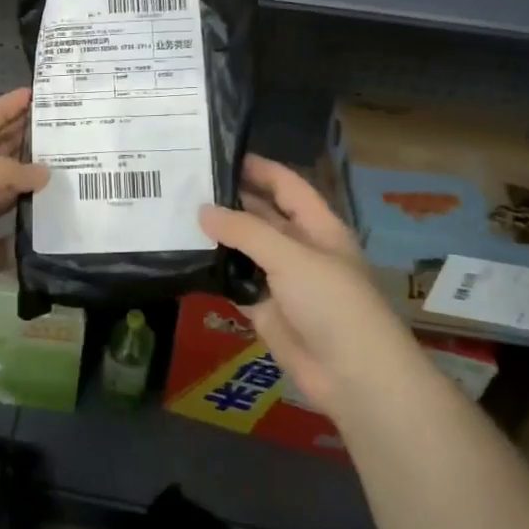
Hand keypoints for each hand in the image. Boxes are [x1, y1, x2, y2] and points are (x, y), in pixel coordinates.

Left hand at [0, 88, 47, 343]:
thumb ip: (4, 172)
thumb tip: (42, 174)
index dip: (3, 110)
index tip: (34, 95)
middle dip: (21, 145)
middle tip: (61, 134)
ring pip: (3, 198)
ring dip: (29, 189)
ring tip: (68, 174)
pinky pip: (8, 240)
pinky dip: (28, 235)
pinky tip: (55, 224)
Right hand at [198, 156, 399, 418]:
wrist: (353, 375)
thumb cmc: (333, 303)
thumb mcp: (291, 256)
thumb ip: (245, 231)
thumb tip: (202, 211)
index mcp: (318, 226)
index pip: (286, 185)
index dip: (258, 167)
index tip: (218, 153)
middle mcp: (299, 247)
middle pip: (261, 214)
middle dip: (229, 200)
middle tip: (183, 184)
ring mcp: (281, 279)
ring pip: (244, 249)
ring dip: (217, 235)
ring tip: (174, 214)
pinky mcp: (264, 308)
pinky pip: (234, 282)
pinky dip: (213, 271)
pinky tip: (183, 256)